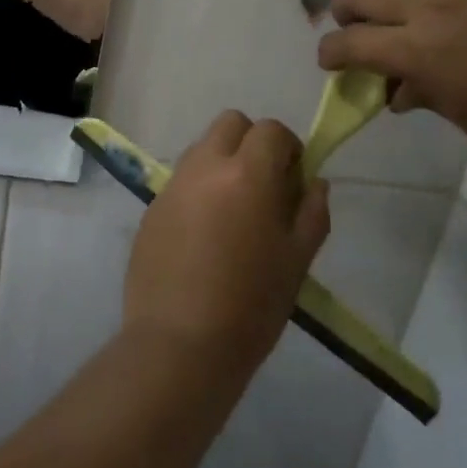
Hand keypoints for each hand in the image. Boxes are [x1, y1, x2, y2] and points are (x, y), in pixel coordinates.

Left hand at [124, 112, 331, 379]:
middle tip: (264, 186)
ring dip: (222, 163)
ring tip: (233, 212)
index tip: (293, 180)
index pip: (270, 129)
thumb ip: (312, 212)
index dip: (288, 148)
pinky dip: (198, 190)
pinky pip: (181, 181)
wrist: (180, 344)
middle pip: (230, 124)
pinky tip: (204, 236)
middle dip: (252, 143)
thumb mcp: (297, 260)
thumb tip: (314, 182)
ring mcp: (172, 186)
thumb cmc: (252, 306)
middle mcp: (204, 167)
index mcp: (246, 174)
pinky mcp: (151, 208)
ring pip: (202, 149)